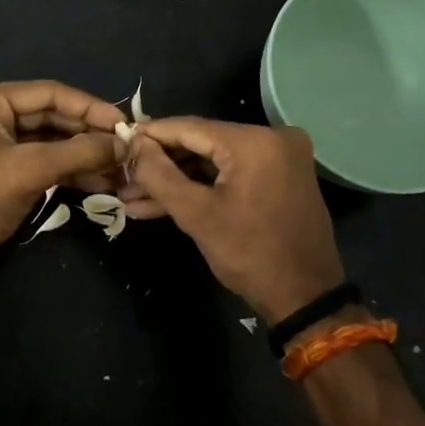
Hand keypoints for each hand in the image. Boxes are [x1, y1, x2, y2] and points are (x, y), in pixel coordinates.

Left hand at [0, 81, 125, 278]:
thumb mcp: (31, 170)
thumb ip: (79, 153)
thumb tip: (124, 144)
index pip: (50, 93)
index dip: (90, 107)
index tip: (125, 123)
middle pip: (52, 115)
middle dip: (89, 133)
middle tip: (127, 147)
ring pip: (51, 141)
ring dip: (84, 154)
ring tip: (121, 168)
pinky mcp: (4, 169)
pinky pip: (43, 161)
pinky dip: (70, 170)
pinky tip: (101, 182)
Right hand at [124, 117, 343, 322]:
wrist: (305, 297)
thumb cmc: (249, 254)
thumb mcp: (196, 214)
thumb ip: (159, 173)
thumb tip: (134, 144)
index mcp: (254, 141)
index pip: (189, 127)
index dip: (150, 135)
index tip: (118, 140)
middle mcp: (273, 137)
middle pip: (201, 143)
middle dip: (160, 164)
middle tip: (123, 176)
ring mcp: (280, 157)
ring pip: (214, 160)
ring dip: (177, 179)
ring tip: (133, 196)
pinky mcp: (280, 176)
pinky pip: (231, 172)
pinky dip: (202, 186)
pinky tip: (162, 202)